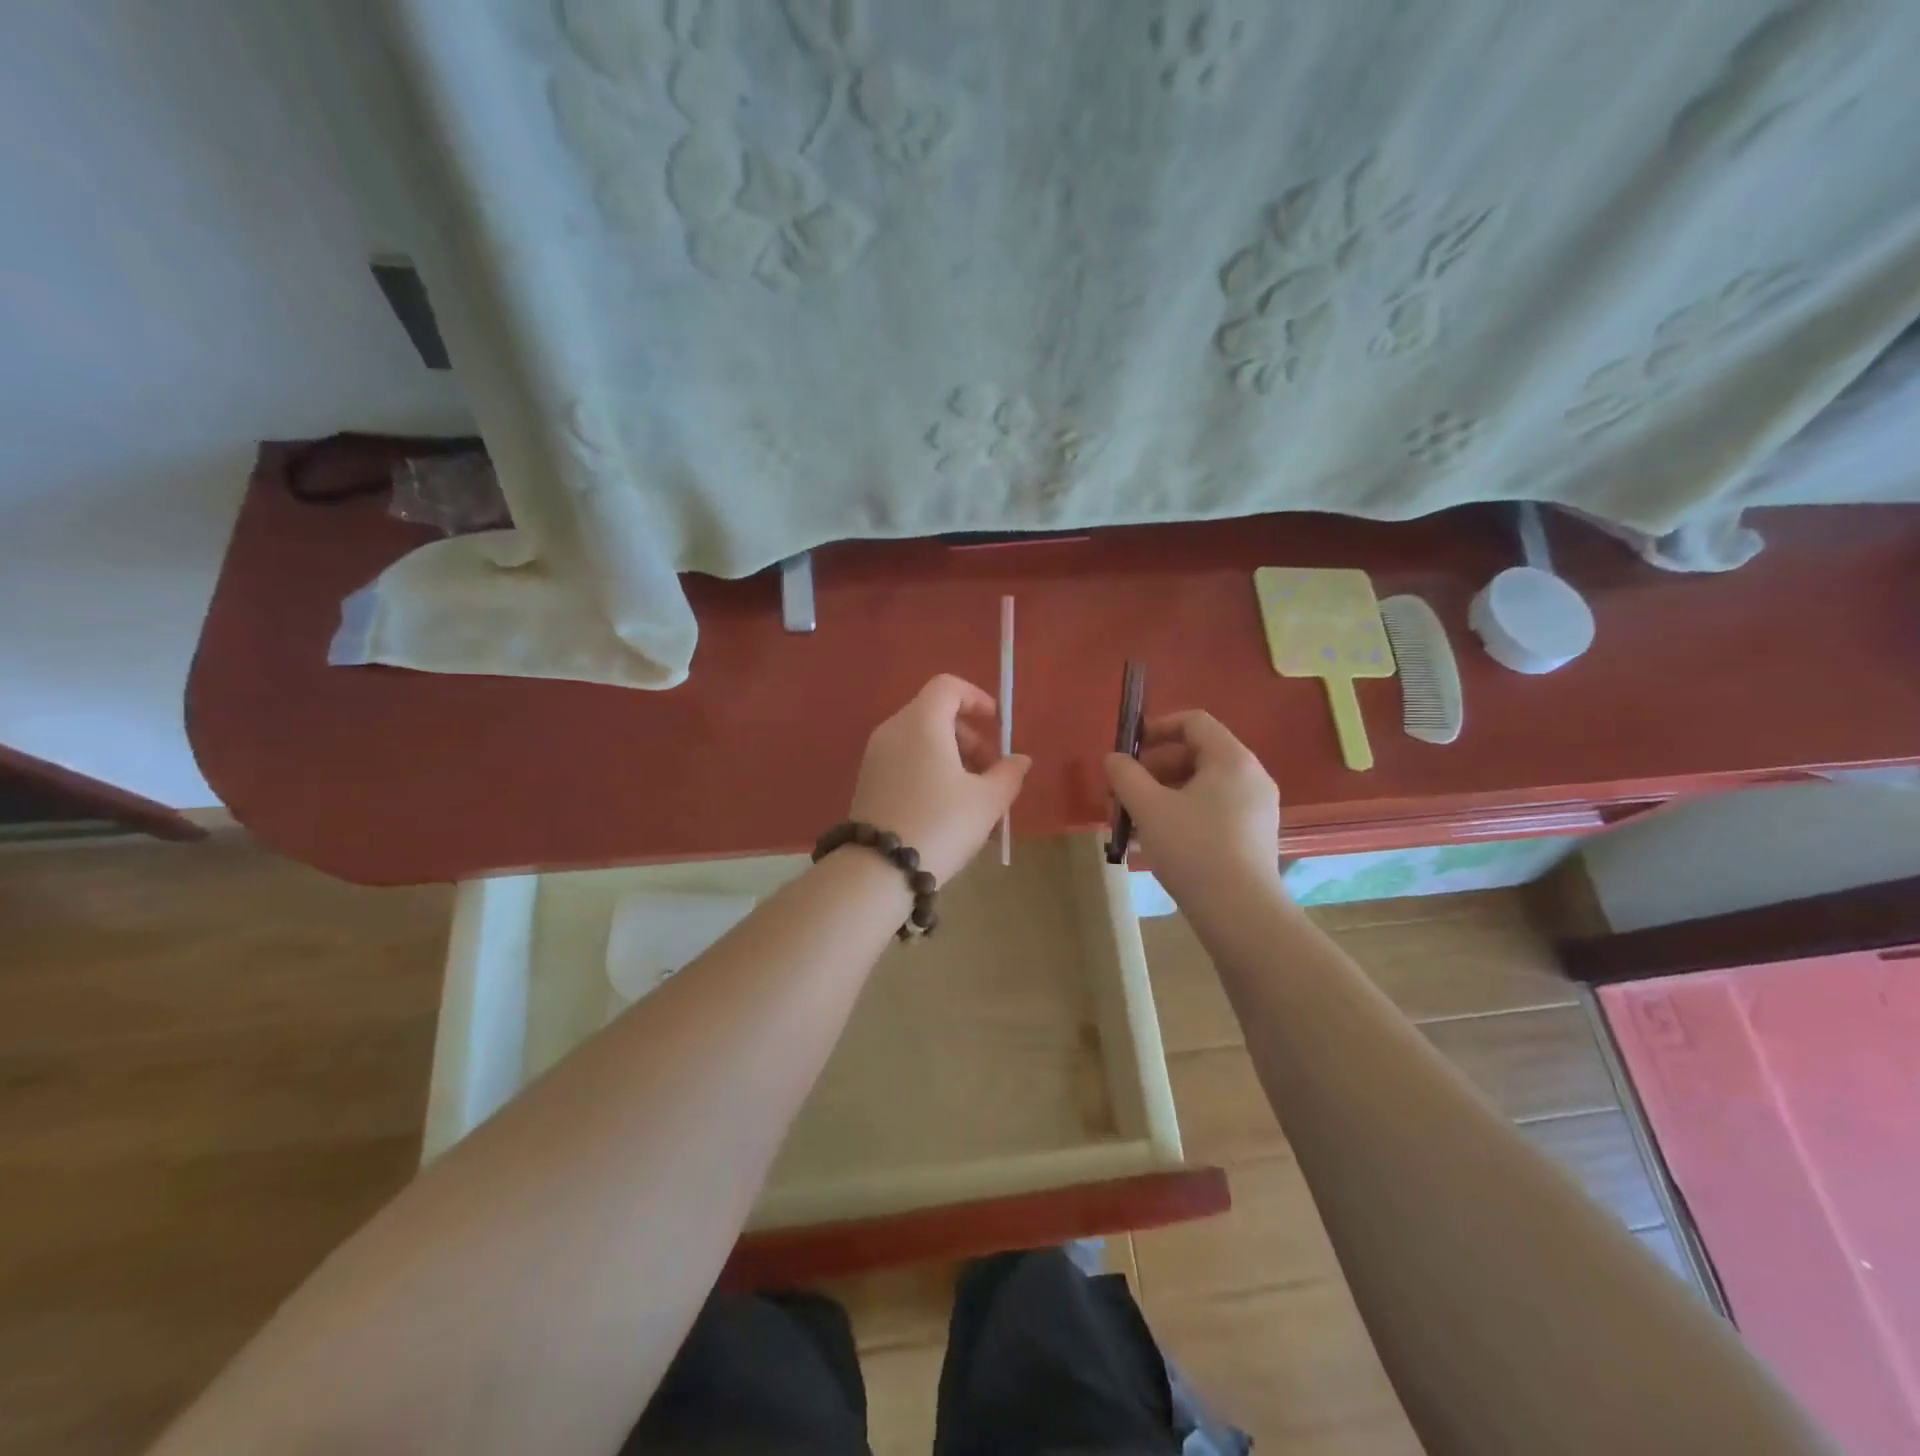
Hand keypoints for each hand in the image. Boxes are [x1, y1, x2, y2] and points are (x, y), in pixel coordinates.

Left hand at [848, 675, 1031, 883]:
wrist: (879, 870)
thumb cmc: (940, 825)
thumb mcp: (987, 801)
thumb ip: (1008, 774)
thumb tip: (1020, 760)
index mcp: (921, 723)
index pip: (948, 687)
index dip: (976, 698)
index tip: (997, 724)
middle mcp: (893, 731)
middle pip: (936, 716)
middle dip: (970, 739)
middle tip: (992, 774)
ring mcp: (876, 757)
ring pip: (922, 743)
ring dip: (954, 761)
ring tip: (976, 802)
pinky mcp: (868, 782)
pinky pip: (907, 763)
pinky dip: (932, 774)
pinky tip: (949, 813)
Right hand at [1106, 710, 1283, 908]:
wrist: (1240, 913)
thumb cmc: (1193, 849)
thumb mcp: (1148, 808)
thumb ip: (1125, 775)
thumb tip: (1114, 758)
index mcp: (1232, 759)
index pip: (1194, 722)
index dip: (1157, 728)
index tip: (1128, 749)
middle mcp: (1251, 777)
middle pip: (1197, 754)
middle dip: (1154, 768)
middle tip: (1123, 790)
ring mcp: (1256, 808)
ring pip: (1202, 786)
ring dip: (1163, 794)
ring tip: (1133, 819)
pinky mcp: (1253, 837)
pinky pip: (1213, 810)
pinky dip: (1183, 813)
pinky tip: (1156, 840)